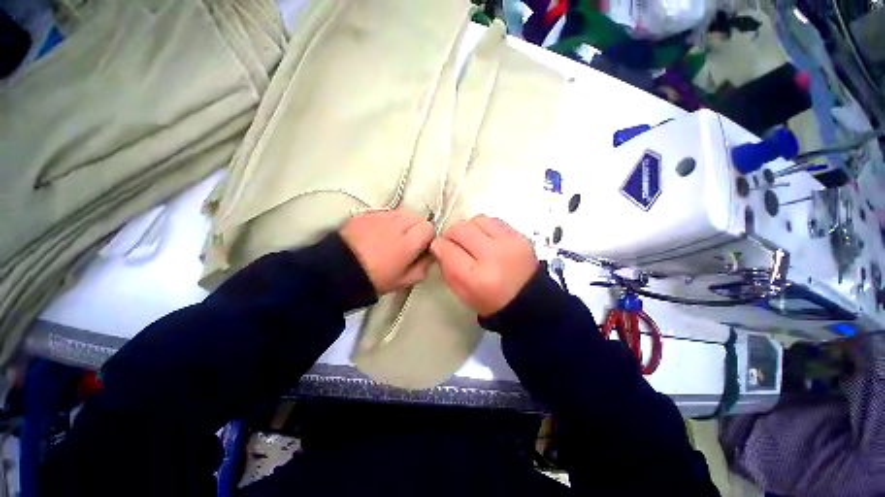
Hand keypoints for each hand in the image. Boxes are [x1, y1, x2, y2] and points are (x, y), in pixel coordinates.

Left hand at [340, 210, 433, 294]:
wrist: (337, 271)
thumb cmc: (373, 279)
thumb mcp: (403, 281)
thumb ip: (422, 268)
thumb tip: (429, 257)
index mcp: (407, 243)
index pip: (428, 227)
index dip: (427, 237)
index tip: (421, 247)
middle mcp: (396, 225)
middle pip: (417, 217)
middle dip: (417, 228)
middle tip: (408, 242)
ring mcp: (380, 217)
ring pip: (402, 212)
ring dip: (403, 222)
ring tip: (393, 236)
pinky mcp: (367, 214)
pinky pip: (386, 213)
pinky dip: (388, 220)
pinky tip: (379, 233)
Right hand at [431, 215, 537, 315]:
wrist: (528, 301)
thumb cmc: (491, 302)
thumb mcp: (462, 293)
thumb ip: (447, 268)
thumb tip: (439, 246)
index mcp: (476, 278)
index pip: (447, 249)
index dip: (438, 247)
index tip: (439, 248)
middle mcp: (493, 256)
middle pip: (460, 229)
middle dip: (451, 234)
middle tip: (453, 243)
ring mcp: (509, 243)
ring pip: (477, 220)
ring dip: (468, 228)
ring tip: (471, 240)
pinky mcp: (520, 236)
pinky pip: (494, 221)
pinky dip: (485, 227)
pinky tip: (486, 239)